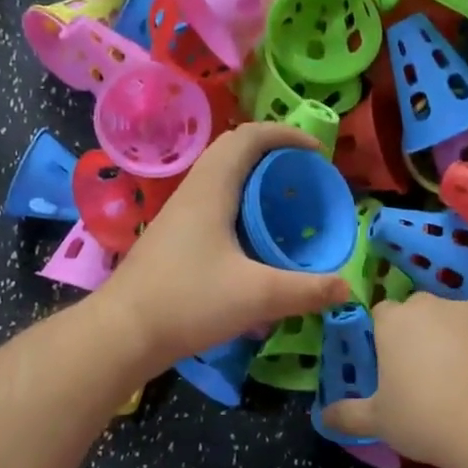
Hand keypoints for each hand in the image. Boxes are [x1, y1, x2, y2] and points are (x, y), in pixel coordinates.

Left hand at [97, 124, 350, 372]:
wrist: (122, 333)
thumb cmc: (188, 301)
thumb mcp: (258, 296)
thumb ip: (307, 290)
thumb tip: (346, 287)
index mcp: (212, 188)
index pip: (250, 136)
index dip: (287, 134)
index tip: (318, 153)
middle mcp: (193, 191)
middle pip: (234, 151)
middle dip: (273, 154)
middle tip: (304, 177)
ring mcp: (179, 215)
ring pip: (221, 179)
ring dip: (255, 181)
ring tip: (284, 206)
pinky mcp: (173, 239)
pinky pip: (213, 204)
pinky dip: (240, 207)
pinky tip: (254, 241)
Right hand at [321, 294, 467, 465]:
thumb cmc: (423, 418)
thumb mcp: (377, 421)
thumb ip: (346, 414)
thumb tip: (323, 416)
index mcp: (395, 321)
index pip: (382, 314)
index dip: (384, 336)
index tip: (389, 364)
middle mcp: (432, 305)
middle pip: (420, 311)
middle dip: (420, 333)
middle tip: (424, 372)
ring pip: (456, 318)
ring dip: (454, 337)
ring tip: (462, 376)